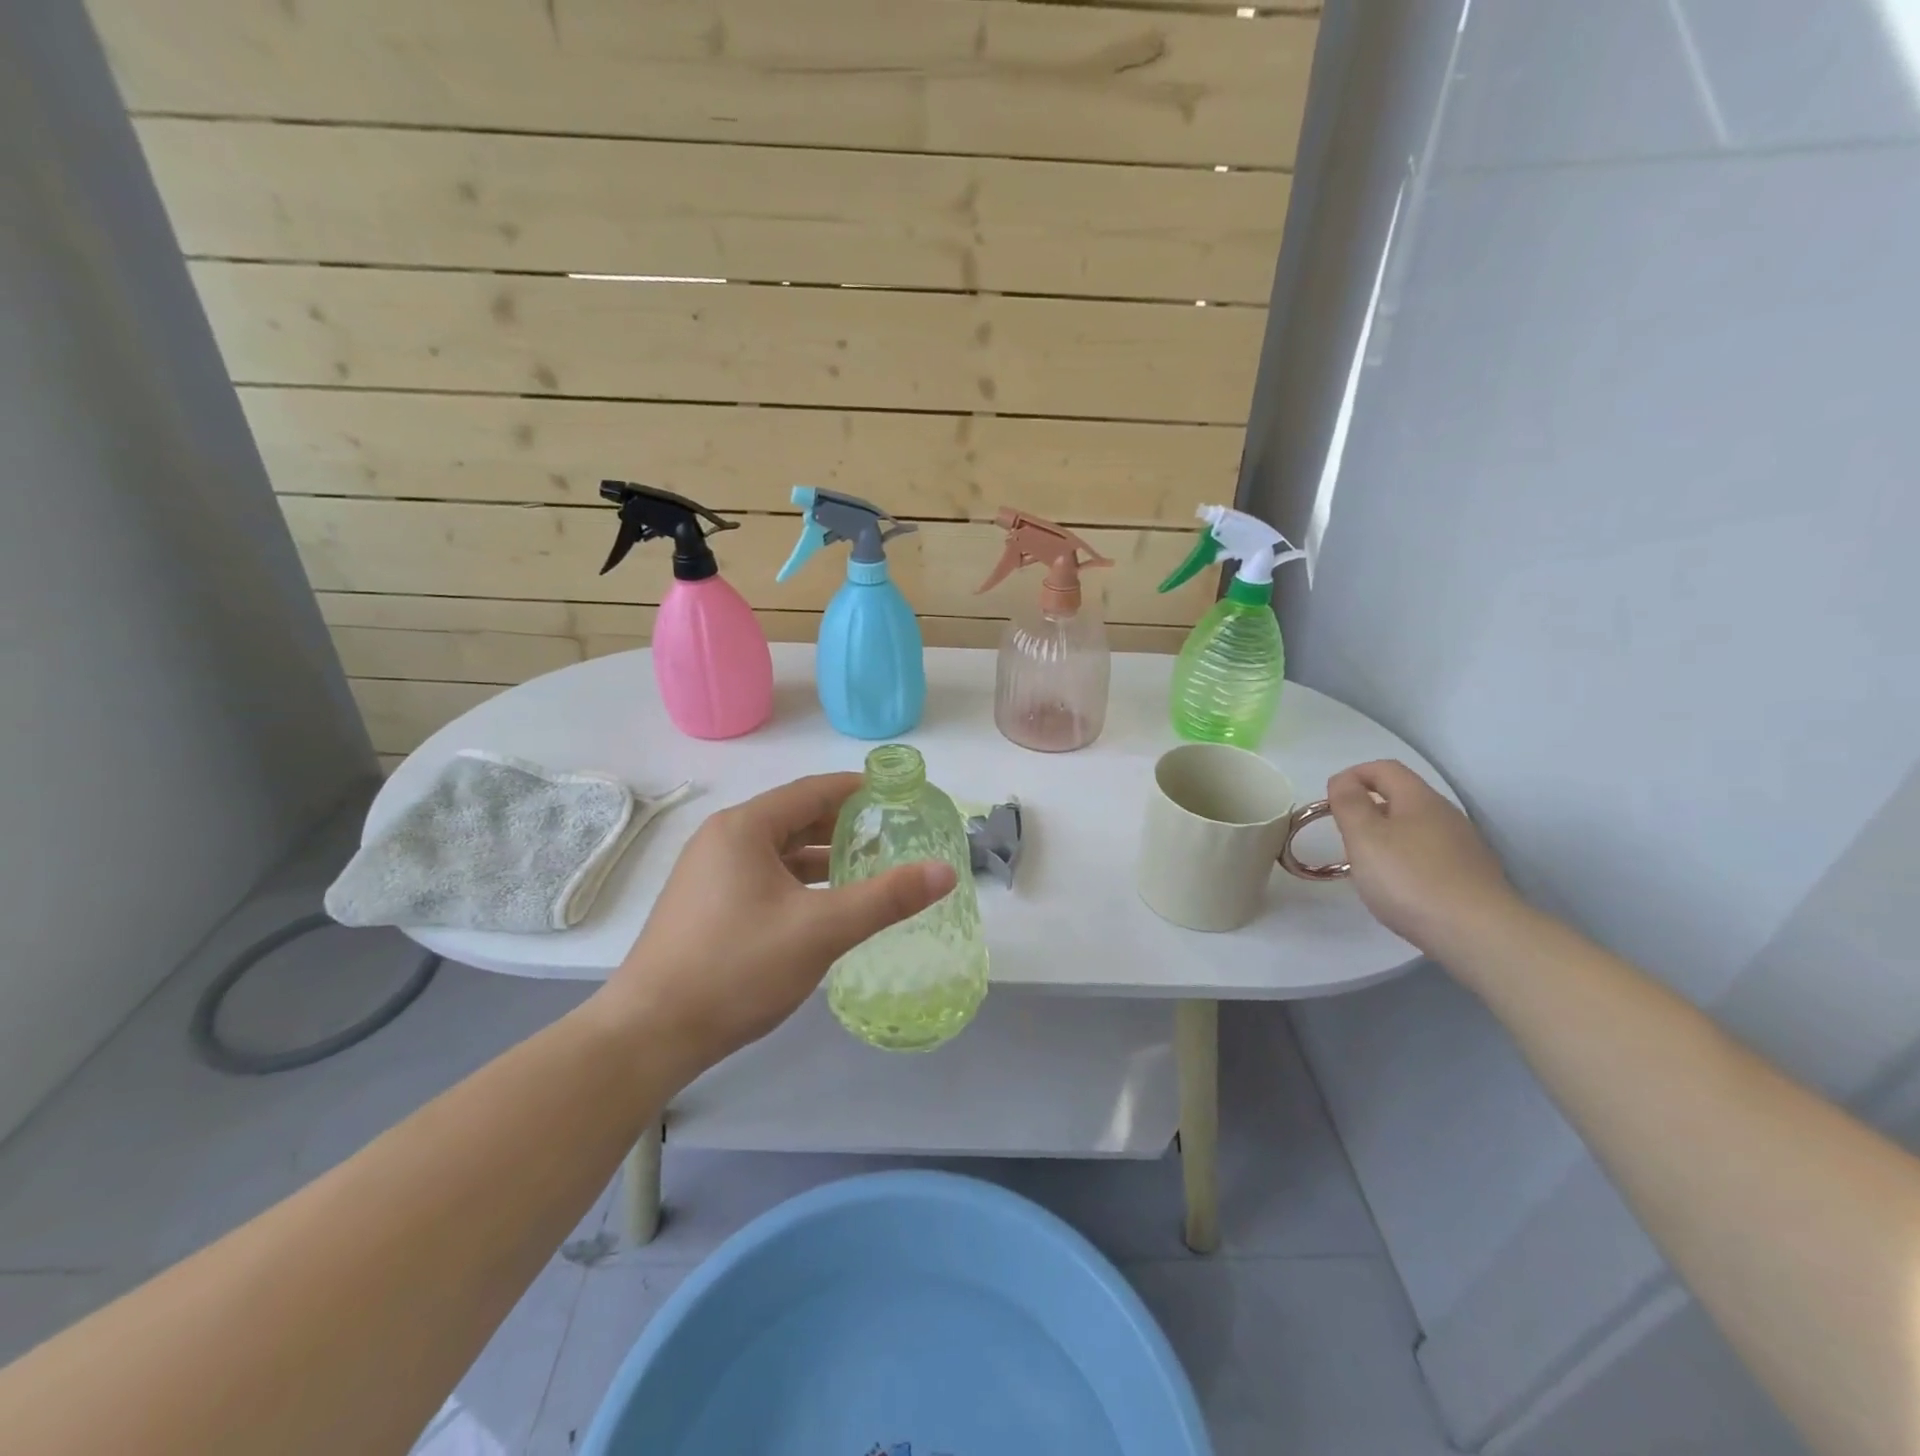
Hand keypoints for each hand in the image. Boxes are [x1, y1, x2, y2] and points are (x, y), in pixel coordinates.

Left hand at [595, 773, 955, 1082]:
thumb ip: (886, 898)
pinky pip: (762, 876)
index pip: (812, 791)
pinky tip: (822, 904)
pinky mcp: (705, 905)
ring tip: (866, 868)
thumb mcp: (821, 930)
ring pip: (777, 851)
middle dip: (843, 825)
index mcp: (745, 828)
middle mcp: (722, 839)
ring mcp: (708, 873)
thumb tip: (945, 871)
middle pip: (794, 817)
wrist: (649, 1034)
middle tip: (891, 834)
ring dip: (820, 856)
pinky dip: (797, 881)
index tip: (898, 794)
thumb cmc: (737, 968)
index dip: (858, 790)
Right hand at [1326, 760, 1520, 959]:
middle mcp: (1446, 815)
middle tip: (1345, 835)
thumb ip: (1348, 803)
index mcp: (1419, 799)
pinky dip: (1407, 861)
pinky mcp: (1471, 876)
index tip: (1329, 799)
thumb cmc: (1409, 878)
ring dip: (1387, 836)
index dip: (1353, 775)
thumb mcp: (1364, 836)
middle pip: (1402, 797)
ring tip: (1368, 865)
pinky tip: (1400, 888)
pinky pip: (1430, 855)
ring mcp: (1464, 846)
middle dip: (1368, 808)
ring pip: (1416, 828)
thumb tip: (1343, 781)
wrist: (1478, 934)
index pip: (1384, 768)